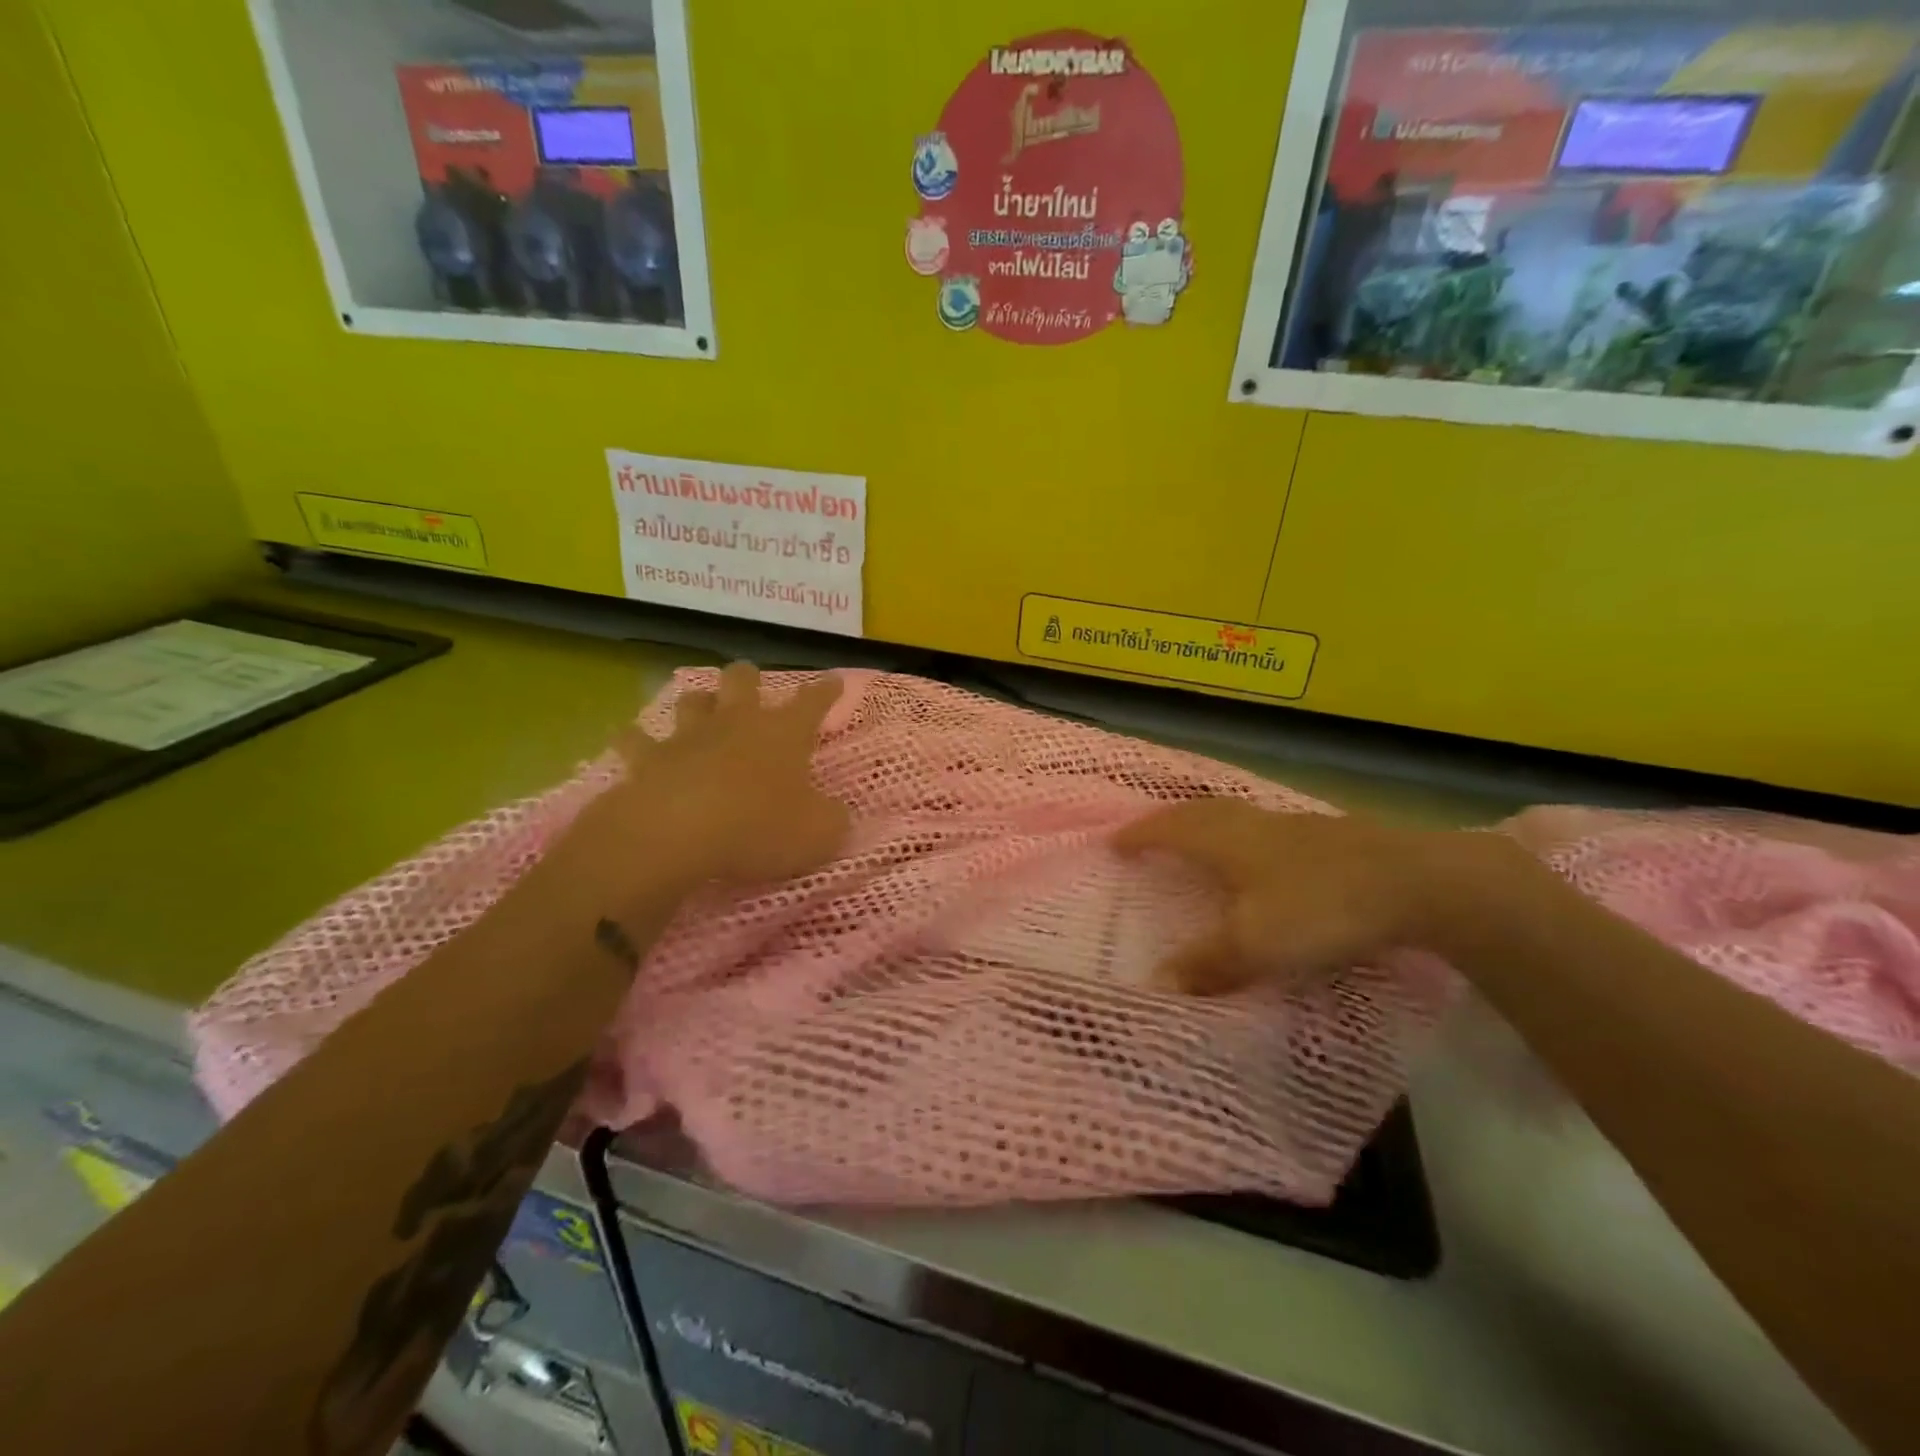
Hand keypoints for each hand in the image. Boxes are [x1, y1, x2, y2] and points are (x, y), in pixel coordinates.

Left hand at [556, 663, 850, 903]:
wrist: (677, 834)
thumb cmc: (758, 829)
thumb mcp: (818, 835)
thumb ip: (831, 820)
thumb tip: (833, 813)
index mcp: (784, 734)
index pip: (812, 703)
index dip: (825, 691)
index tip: (834, 682)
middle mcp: (737, 723)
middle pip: (742, 680)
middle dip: (749, 679)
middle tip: (750, 686)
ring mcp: (689, 736)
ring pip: (692, 701)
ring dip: (699, 703)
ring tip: (700, 710)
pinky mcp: (647, 758)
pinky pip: (636, 740)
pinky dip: (635, 740)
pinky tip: (631, 741)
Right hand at [1114, 799, 1492, 992]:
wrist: (1417, 884)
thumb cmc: (1321, 908)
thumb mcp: (1256, 945)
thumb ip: (1206, 964)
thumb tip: (1155, 985)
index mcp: (1227, 841)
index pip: (1170, 830)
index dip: (1140, 835)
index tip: (1113, 842)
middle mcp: (1254, 824)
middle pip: (1200, 811)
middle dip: (1169, 820)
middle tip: (1148, 832)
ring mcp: (1294, 826)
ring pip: (1236, 815)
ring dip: (1207, 822)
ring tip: (1196, 838)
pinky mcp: (1330, 836)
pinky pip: (1266, 828)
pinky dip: (1245, 835)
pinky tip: (1262, 855)